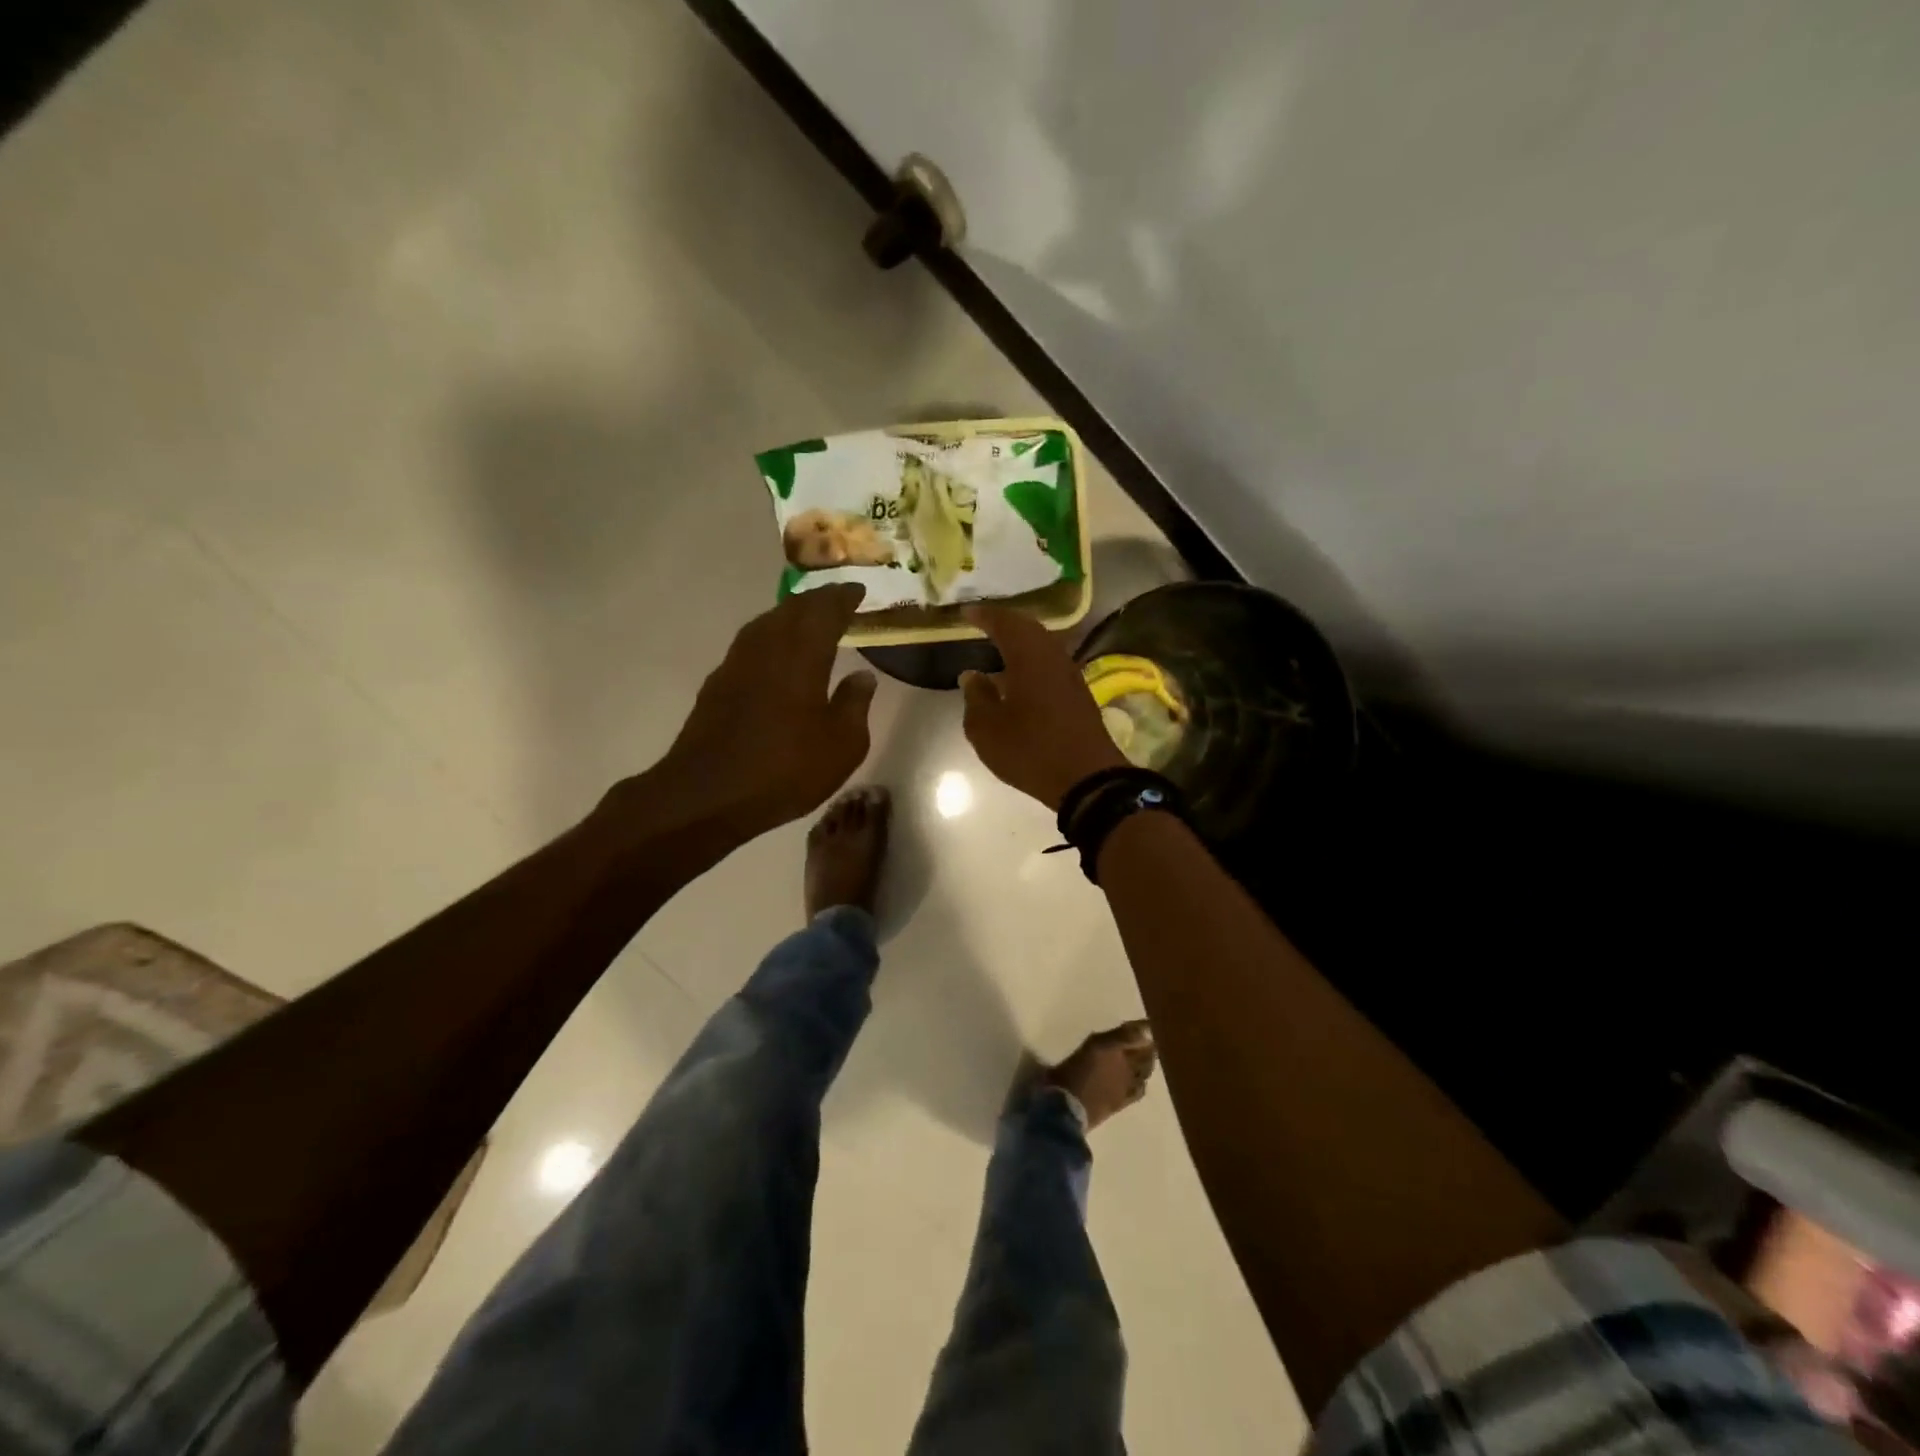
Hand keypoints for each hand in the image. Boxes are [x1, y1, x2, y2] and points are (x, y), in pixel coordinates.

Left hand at [639, 585, 877, 839]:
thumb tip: (863, 677)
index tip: (858, 590)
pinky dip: (771, 637)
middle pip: (793, 608)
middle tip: (838, 599)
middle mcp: (767, 646)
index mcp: (802, 654)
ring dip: (791, 615)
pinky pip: (751, 644)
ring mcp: (737, 663)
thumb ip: (855, 705)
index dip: (843, 597)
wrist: (707, 794)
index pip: (825, 610)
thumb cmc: (785, 769)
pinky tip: (777, 654)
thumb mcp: (842, 745)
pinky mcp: (718, 683)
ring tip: (810, 620)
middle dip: (818, 600)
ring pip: (767, 622)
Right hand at [959, 604, 1124, 810]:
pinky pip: (1051, 663)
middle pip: (1029, 628)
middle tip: (984, 622)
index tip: (967, 612)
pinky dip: (1033, 660)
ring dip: (1022, 641)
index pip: (1004, 623)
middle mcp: (1053, 657)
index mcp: (1029, 656)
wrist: (1087, 779)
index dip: (984, 615)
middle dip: (1006, 622)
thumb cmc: (1030, 749)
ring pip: (1044, 645)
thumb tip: (972, 676)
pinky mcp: (1079, 694)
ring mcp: (1070, 675)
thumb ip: (976, 697)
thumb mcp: (987, 729)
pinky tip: (1021, 676)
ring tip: (1000, 646)